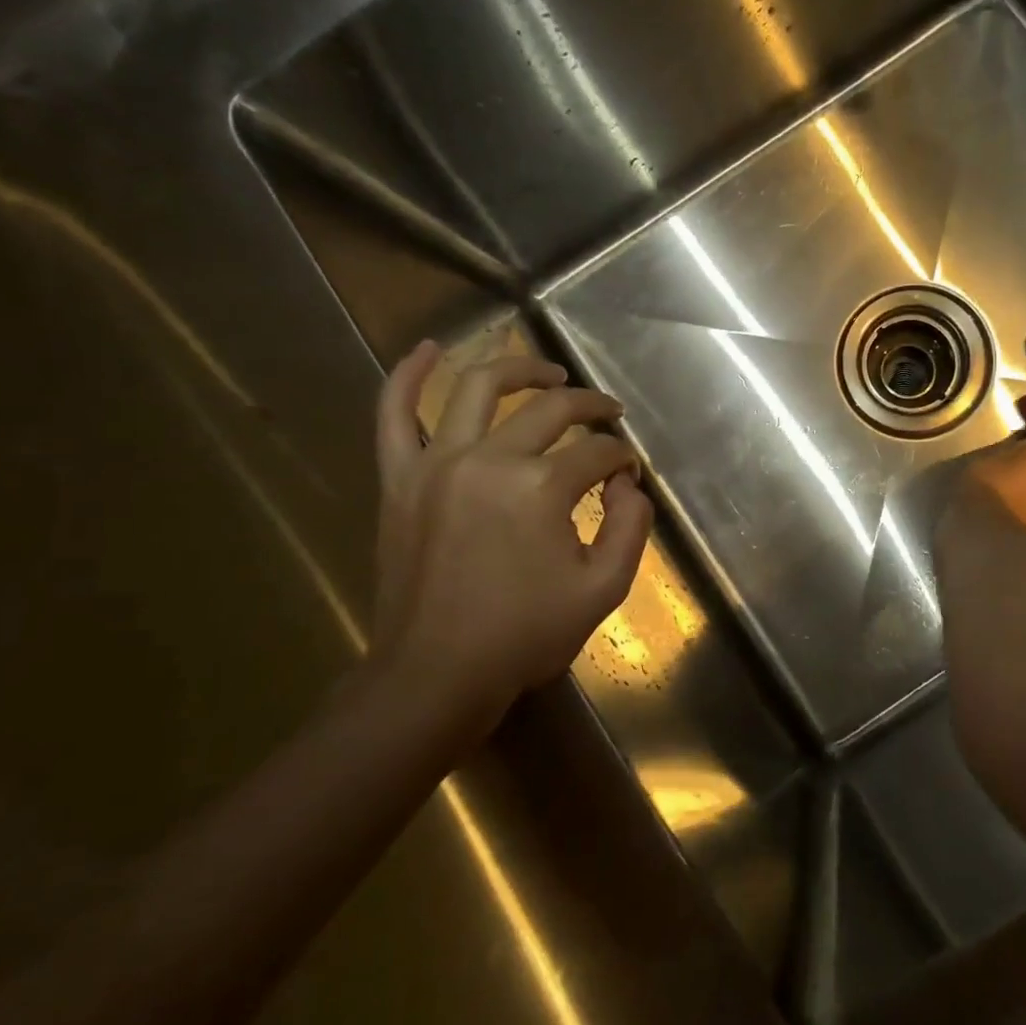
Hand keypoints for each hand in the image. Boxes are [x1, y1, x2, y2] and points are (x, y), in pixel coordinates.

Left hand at [370, 342, 653, 737]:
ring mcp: (436, 463)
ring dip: (519, 369)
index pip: (597, 453)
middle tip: (608, 414)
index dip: (622, 459)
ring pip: (477, 388)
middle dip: (590, 407)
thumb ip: (631, 525)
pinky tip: (427, 350)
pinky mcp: (400, 479)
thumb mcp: (604, 588)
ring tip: (548, 373)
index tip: (628, 475)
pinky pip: (394, 415)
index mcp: (541, 487)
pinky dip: (407, 376)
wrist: (437, 674)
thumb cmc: (525, 635)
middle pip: (550, 409)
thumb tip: (627, 483)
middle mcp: (489, 459)